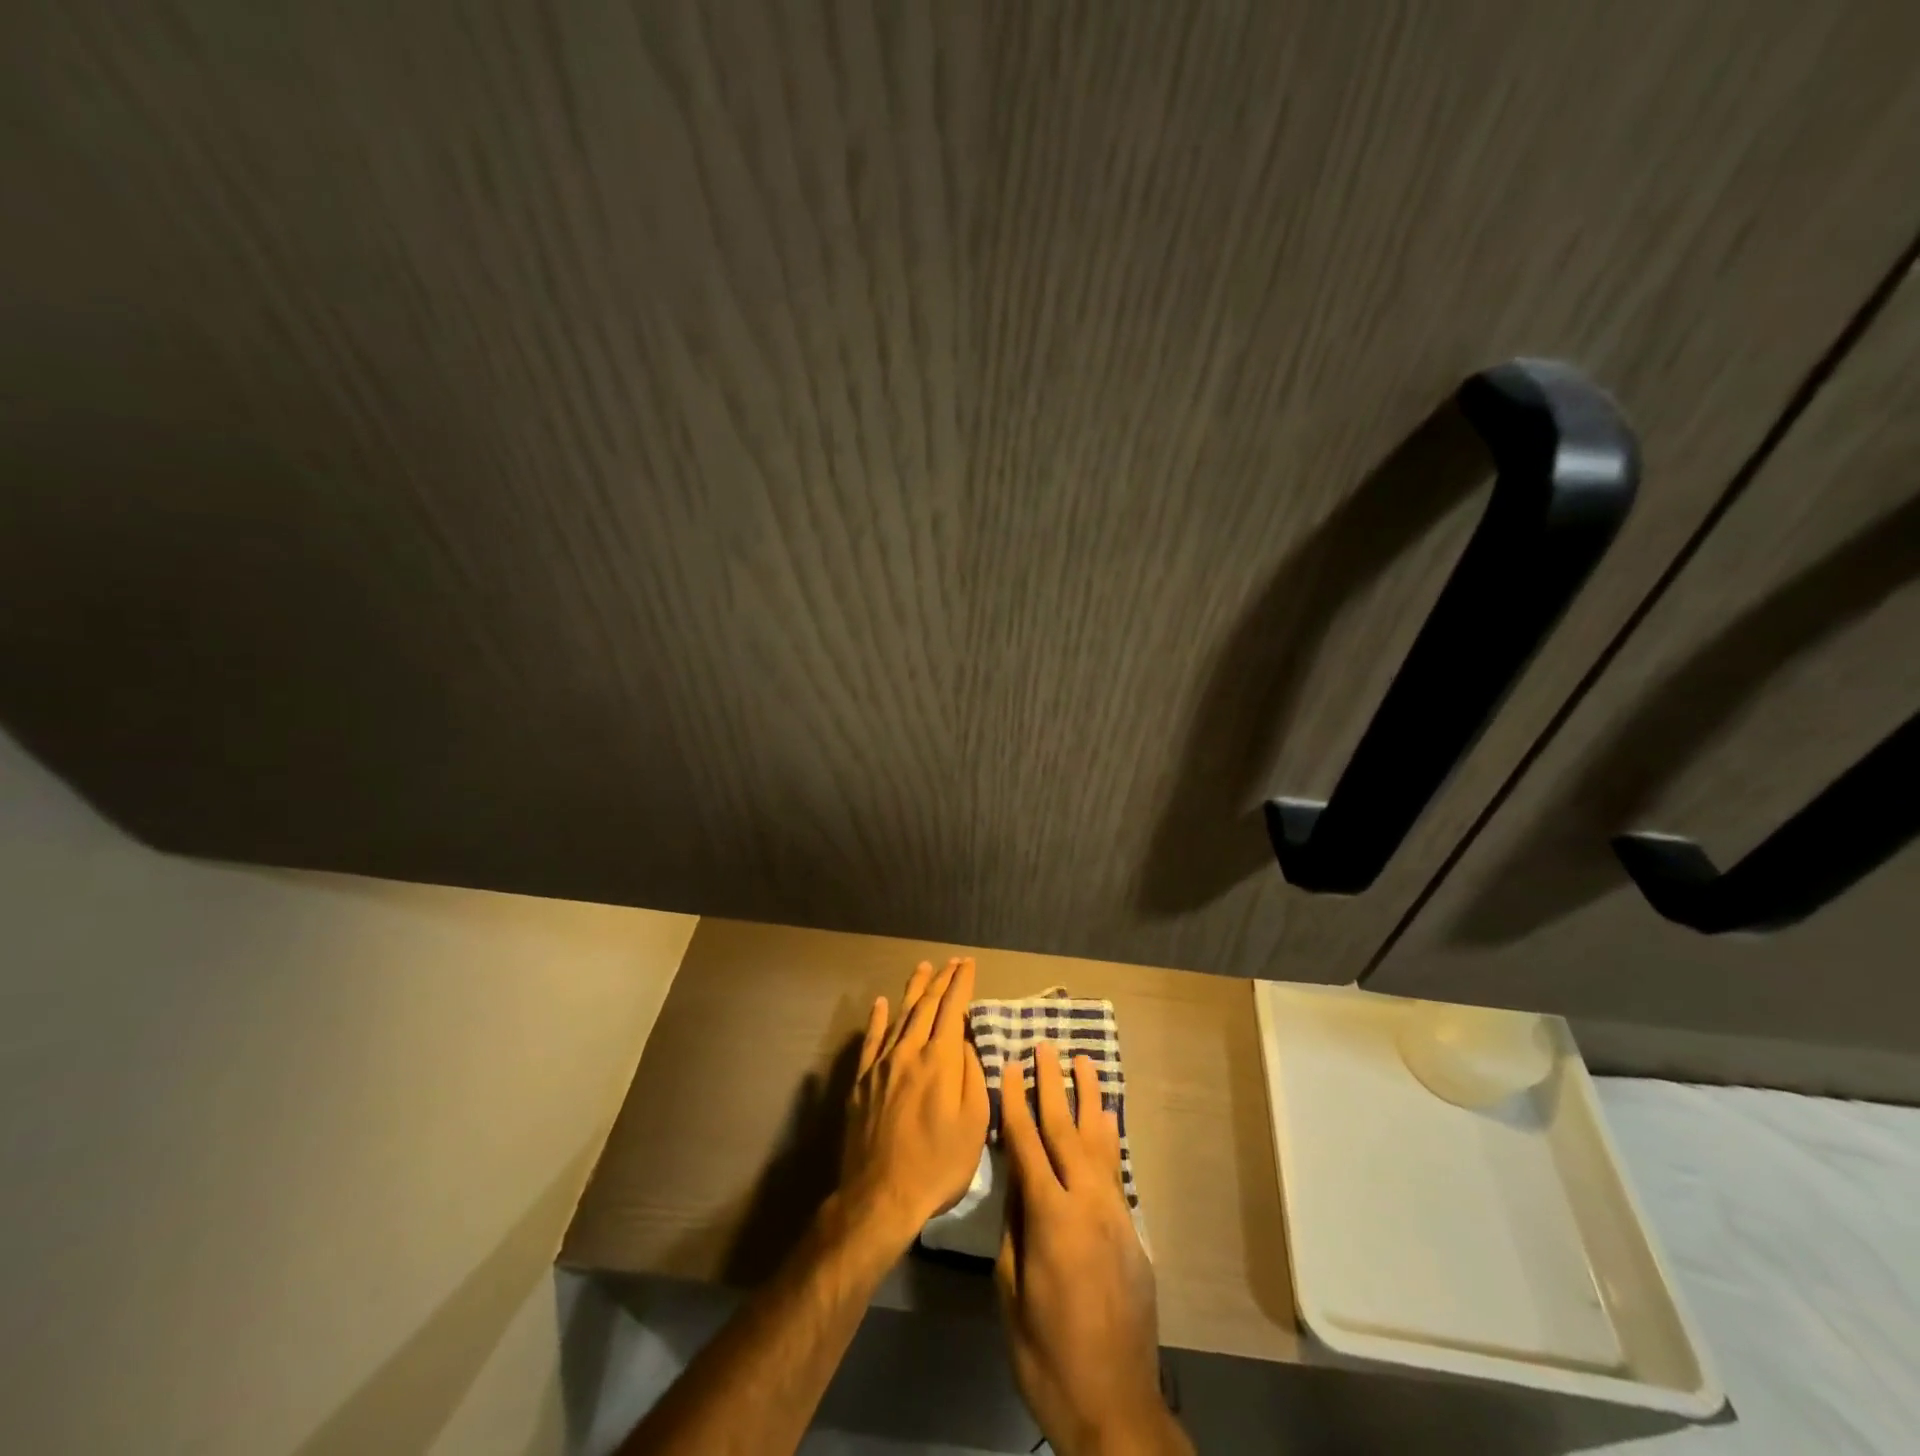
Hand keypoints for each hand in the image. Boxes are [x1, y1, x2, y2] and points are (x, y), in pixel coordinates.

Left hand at [839, 957, 989, 1248]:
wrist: (881, 1196)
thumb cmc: (938, 1164)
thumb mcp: (974, 1124)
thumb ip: (973, 1075)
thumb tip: (967, 1042)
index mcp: (940, 1060)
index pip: (953, 1009)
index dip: (961, 983)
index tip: (968, 964)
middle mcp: (909, 1051)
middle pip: (926, 1006)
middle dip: (942, 980)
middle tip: (952, 962)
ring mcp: (882, 1064)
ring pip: (900, 1016)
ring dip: (914, 990)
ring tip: (923, 968)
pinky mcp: (862, 1081)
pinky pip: (871, 1040)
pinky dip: (877, 1019)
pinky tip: (880, 1003)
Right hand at [996, 1044, 1191, 1455]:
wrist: (1117, 1405)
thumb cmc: (1048, 1355)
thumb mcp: (1011, 1293)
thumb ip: (1014, 1228)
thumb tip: (1015, 1180)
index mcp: (1051, 1218)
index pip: (1027, 1145)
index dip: (1015, 1104)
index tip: (1009, 1066)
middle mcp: (1087, 1202)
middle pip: (1065, 1130)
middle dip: (1051, 1085)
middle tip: (1044, 1047)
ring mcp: (1115, 1213)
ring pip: (1098, 1140)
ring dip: (1088, 1098)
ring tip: (1083, 1061)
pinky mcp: (1132, 1229)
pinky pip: (1116, 1168)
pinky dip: (1109, 1136)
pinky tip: (1106, 1118)